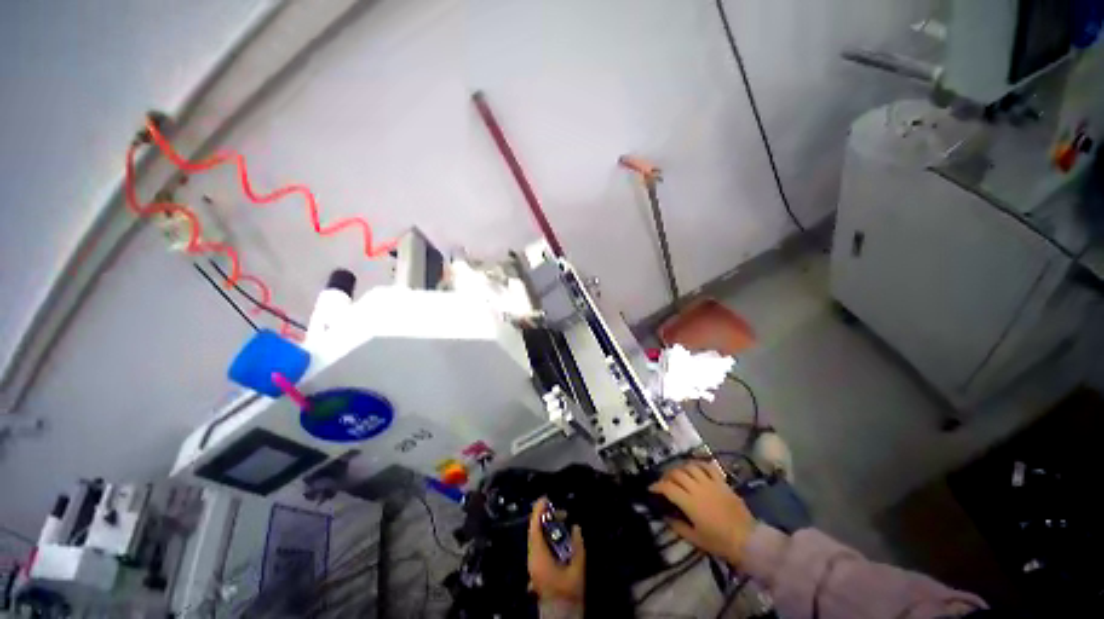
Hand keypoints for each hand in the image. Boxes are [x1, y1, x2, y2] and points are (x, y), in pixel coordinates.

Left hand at [527, 497, 585, 603]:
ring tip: (562, 522)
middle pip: (534, 531)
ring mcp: (532, 563)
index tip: (545, 498)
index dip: (538, 511)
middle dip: (546, 517)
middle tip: (562, 513)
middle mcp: (532, 557)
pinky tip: (558, 537)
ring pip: (536, 538)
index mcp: (538, 555)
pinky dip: (546, 536)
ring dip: (547, 527)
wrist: (560, 613)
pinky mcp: (536, 568)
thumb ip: (578, 545)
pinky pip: (538, 545)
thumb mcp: (577, 568)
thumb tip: (577, 527)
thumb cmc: (568, 591)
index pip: (534, 527)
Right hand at [650, 461, 754, 565]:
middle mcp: (697, 488)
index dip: (657, 486)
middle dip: (667, 476)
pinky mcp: (722, 482)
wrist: (747, 540)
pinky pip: (708, 466)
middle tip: (664, 482)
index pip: (667, 487)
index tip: (651, 489)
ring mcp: (710, 483)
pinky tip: (695, 468)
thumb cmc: (719, 542)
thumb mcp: (695, 538)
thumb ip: (677, 526)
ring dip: (681, 468)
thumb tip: (665, 516)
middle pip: (676, 473)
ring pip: (690, 467)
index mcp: (689, 502)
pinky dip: (699, 464)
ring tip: (678, 474)